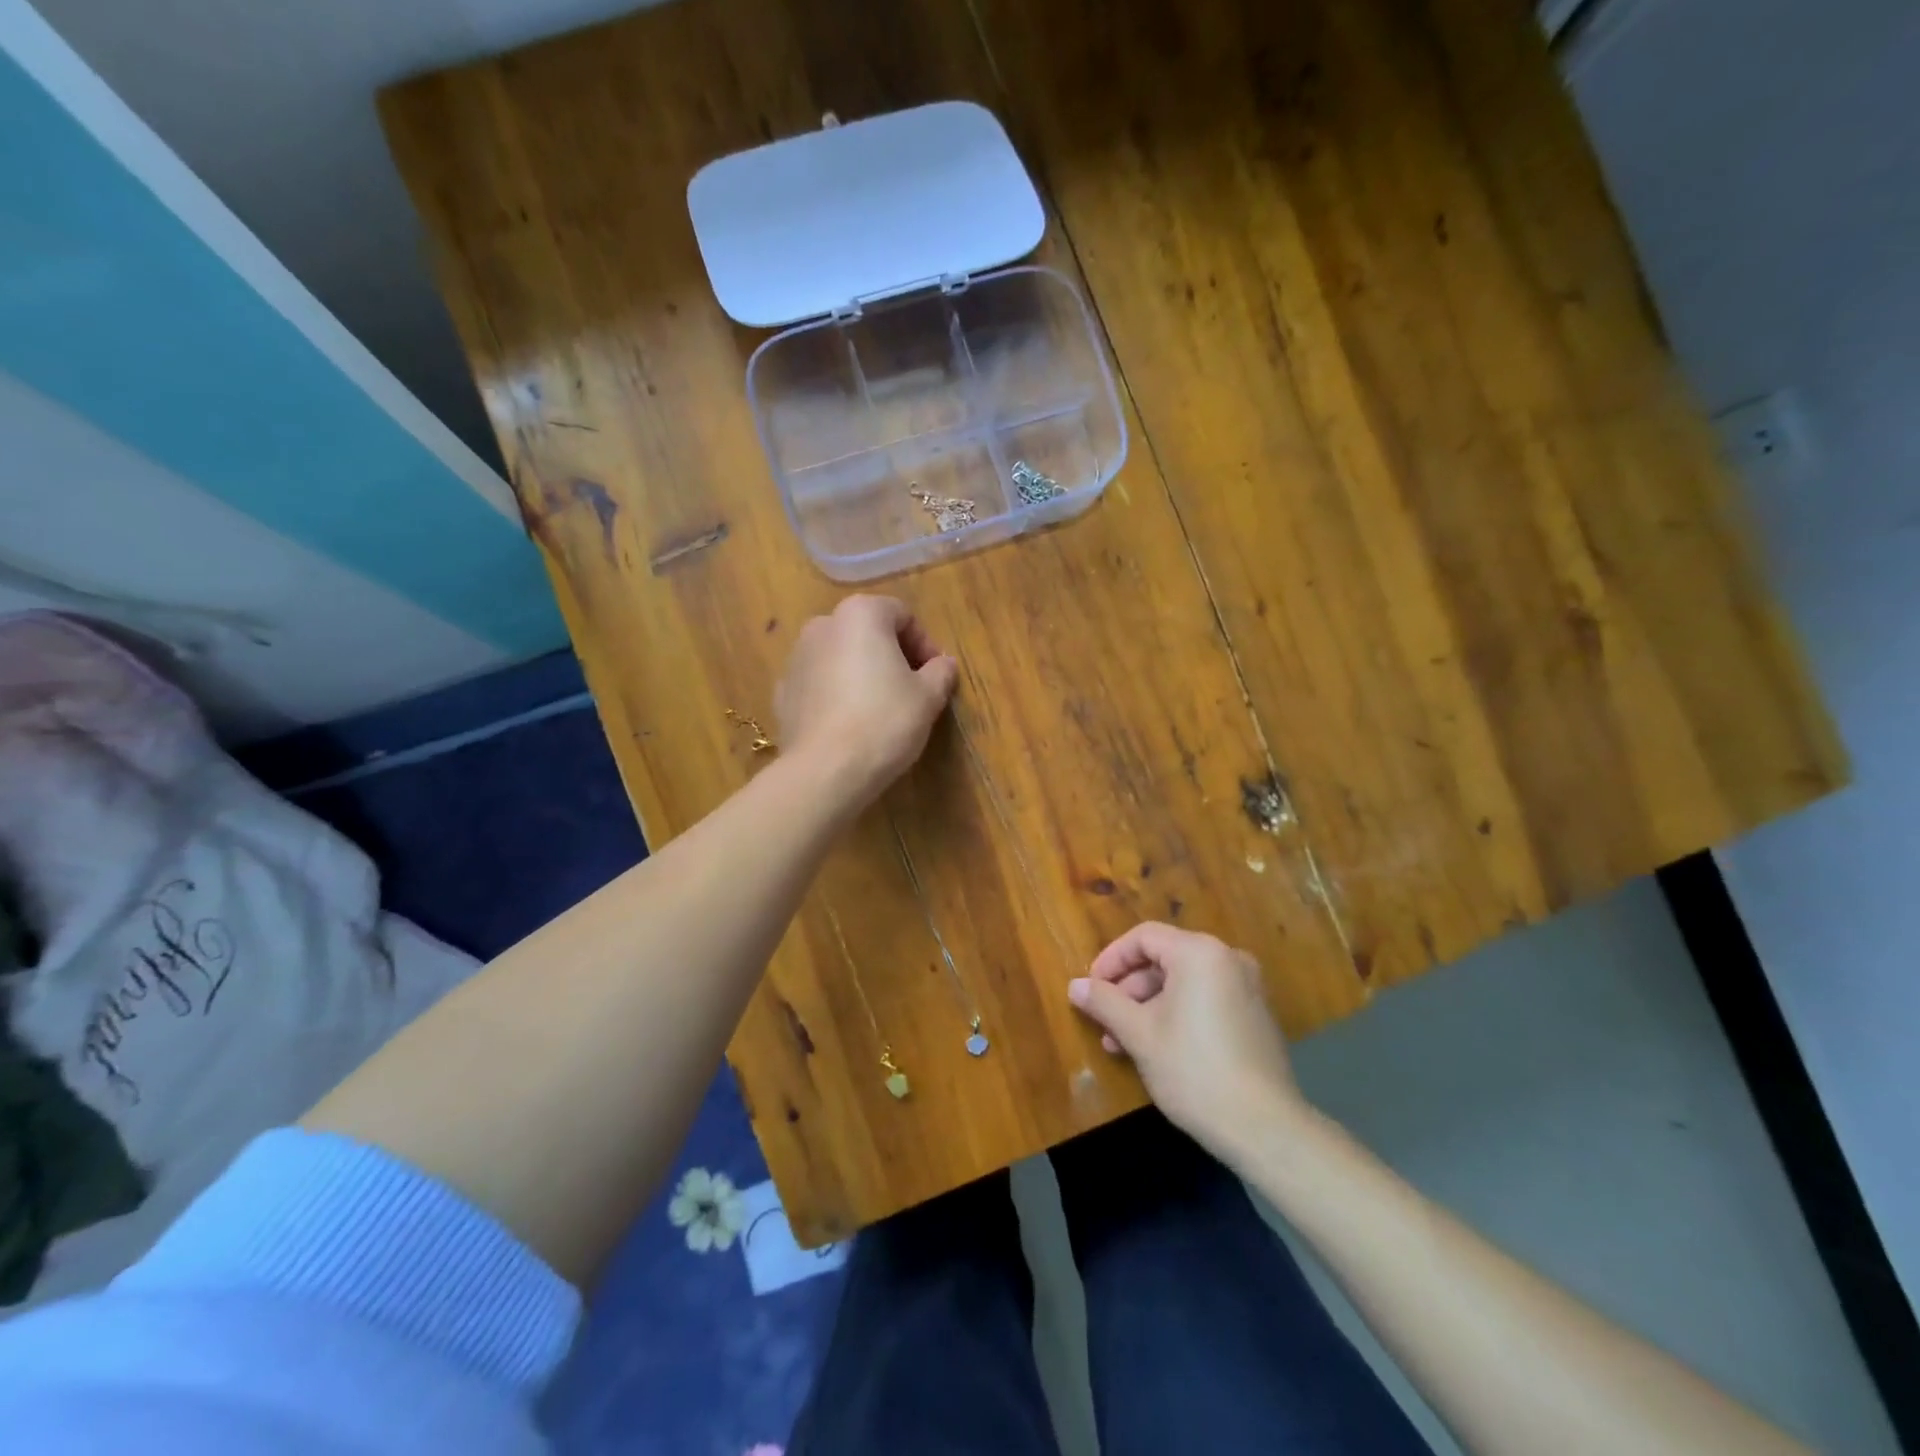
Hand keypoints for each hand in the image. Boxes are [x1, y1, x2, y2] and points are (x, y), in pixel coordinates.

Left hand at [775, 595, 958, 813]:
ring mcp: (796, 658)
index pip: (902, 615)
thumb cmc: (884, 721)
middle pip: (867, 632)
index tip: (935, 675)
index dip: (925, 643)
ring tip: (879, 708)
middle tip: (911, 690)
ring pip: (840, 657)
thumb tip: (944, 665)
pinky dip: (836, 694)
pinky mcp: (782, 692)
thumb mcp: (928, 697)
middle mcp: (822, 625)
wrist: (825, 770)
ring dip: (862, 673)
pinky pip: (819, 684)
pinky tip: (849, 724)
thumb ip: (940, 672)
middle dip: (891, 655)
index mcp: (860, 615)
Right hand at [1069, 922, 1305, 1163]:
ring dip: (1148, 1006)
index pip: (1144, 937)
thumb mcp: (1139, 1034)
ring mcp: (1247, 988)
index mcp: (1200, 953)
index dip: (1111, 960)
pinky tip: (1156, 1049)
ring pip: (1183, 983)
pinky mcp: (1255, 1016)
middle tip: (1104, 1020)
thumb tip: (1075, 986)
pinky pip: (1205, 1000)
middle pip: (1164, 959)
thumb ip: (1104, 1003)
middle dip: (1128, 989)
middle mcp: (1228, 959)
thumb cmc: (1194, 1070)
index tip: (1090, 988)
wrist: (1265, 1129)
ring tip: (1122, 1043)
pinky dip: (1176, 1014)